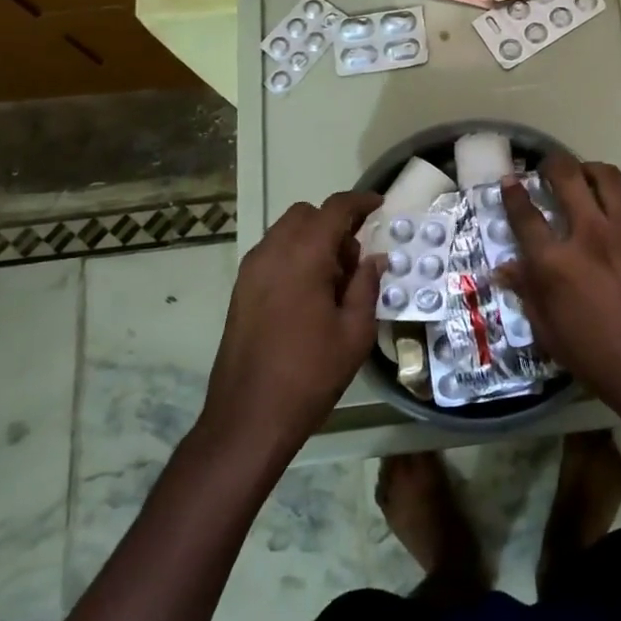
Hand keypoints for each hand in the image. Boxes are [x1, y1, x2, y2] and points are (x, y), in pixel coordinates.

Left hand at [201, 190, 384, 460]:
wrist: (248, 417)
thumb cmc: (310, 373)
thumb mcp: (355, 331)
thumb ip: (366, 285)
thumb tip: (374, 259)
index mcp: (304, 255)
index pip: (335, 209)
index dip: (360, 203)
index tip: (379, 205)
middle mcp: (272, 252)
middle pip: (306, 215)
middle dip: (333, 224)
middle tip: (355, 259)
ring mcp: (251, 271)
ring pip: (286, 233)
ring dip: (312, 240)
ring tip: (333, 282)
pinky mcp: (240, 290)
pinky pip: (272, 254)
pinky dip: (294, 257)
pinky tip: (309, 295)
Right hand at [496, 154, 620, 420]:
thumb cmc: (595, 359)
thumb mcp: (547, 332)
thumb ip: (527, 293)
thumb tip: (503, 269)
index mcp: (555, 261)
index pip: (525, 216)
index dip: (512, 194)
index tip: (508, 181)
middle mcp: (590, 235)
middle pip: (567, 178)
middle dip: (553, 165)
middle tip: (549, 169)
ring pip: (610, 179)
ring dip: (594, 170)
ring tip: (587, 176)